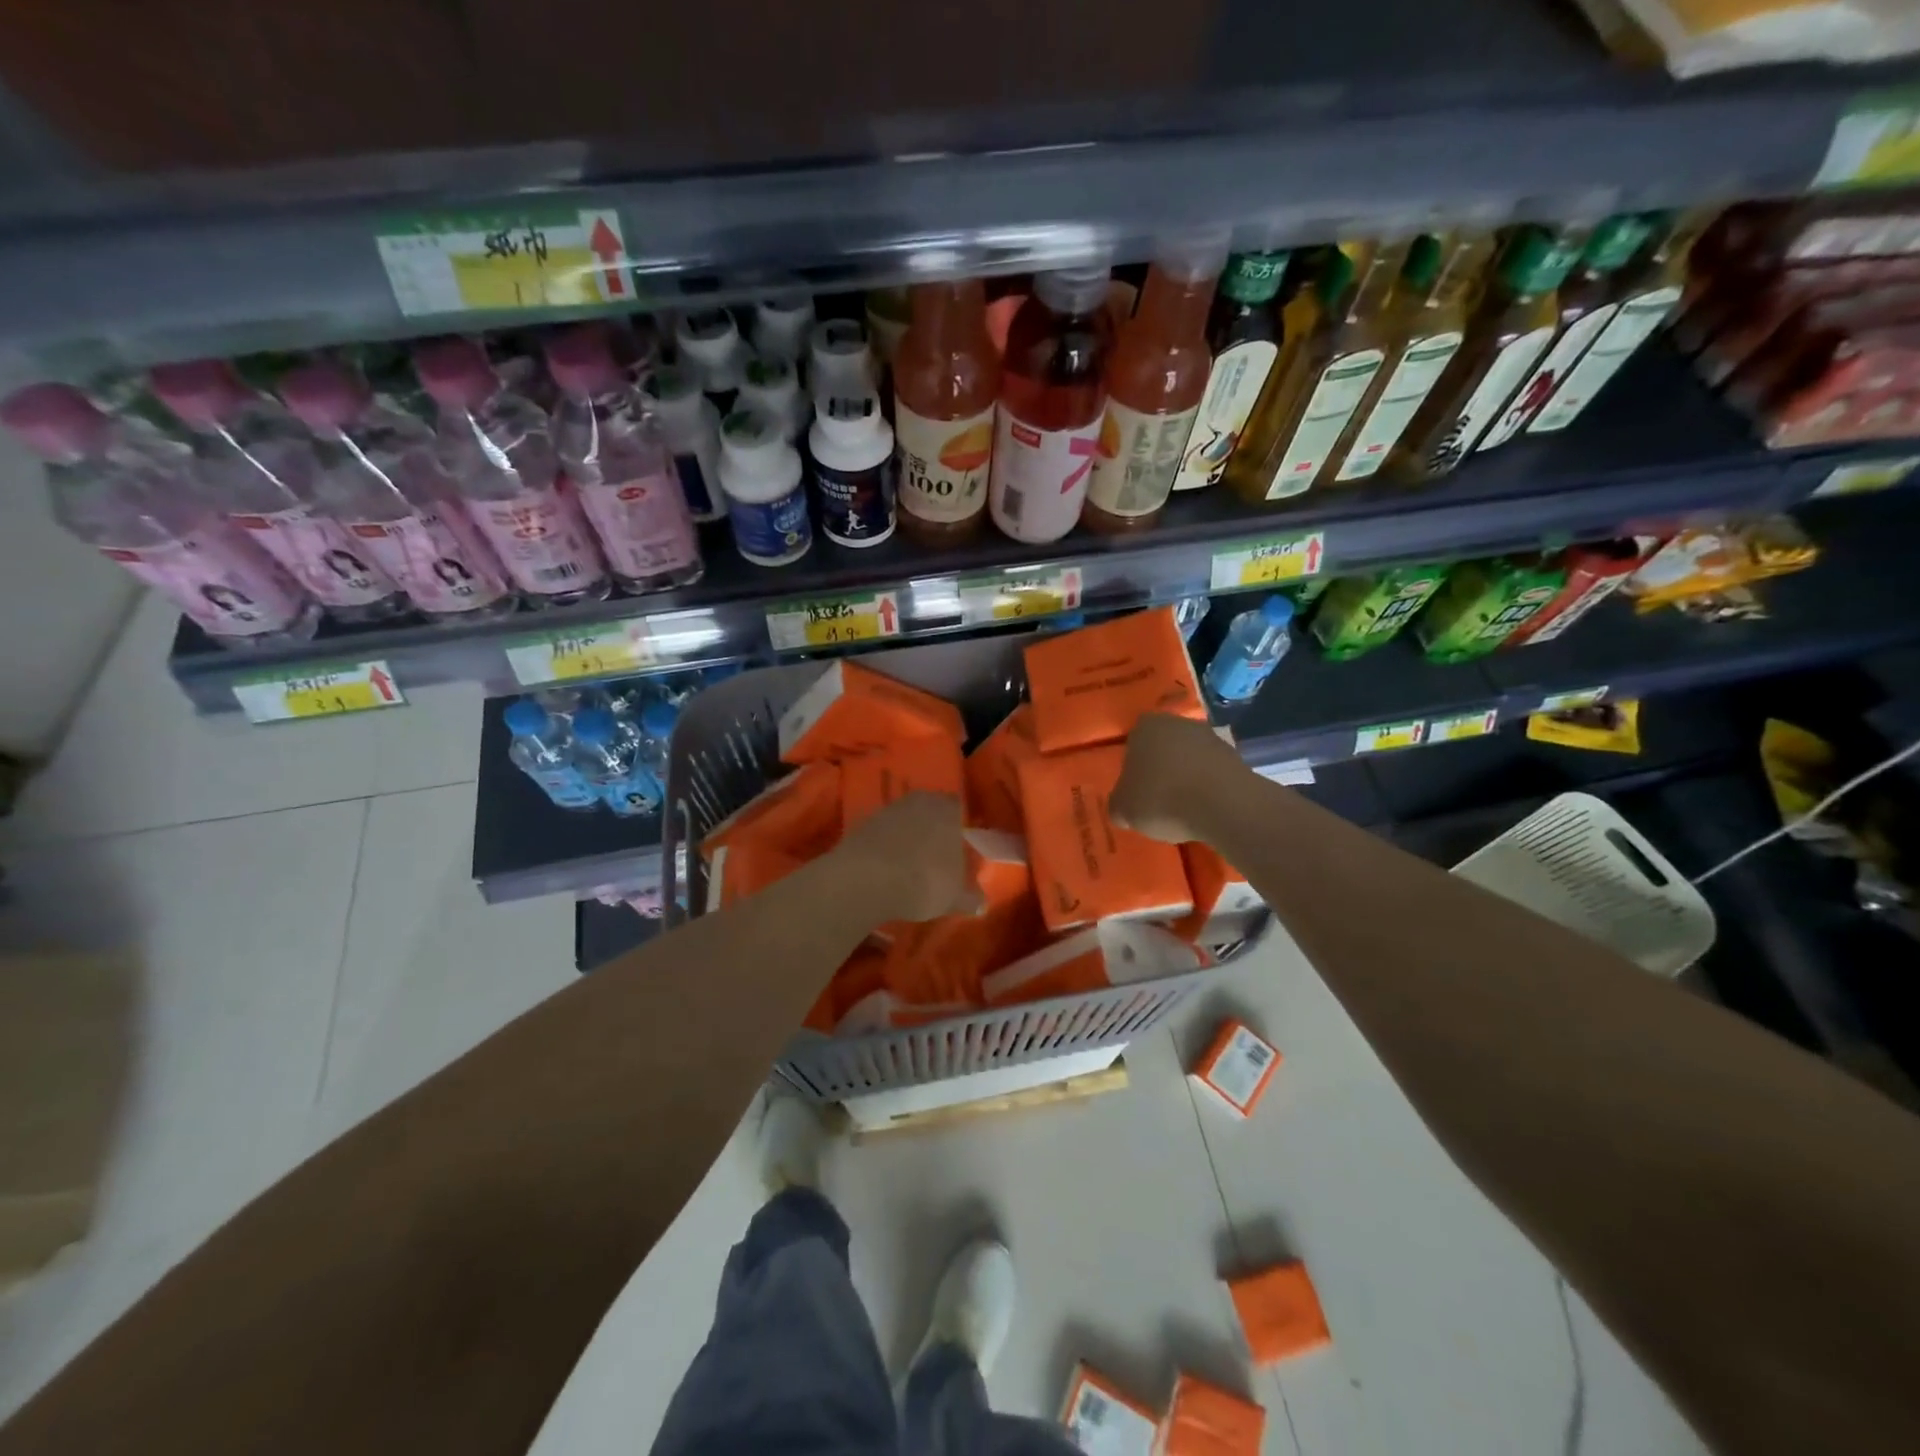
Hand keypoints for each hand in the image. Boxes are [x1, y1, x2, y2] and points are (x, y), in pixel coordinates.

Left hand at [829, 791, 975, 922]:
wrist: (866, 880)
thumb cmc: (923, 881)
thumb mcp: (954, 897)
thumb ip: (970, 898)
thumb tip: (981, 904)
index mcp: (947, 809)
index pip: (958, 807)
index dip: (959, 824)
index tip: (960, 844)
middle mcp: (919, 801)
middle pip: (930, 810)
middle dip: (933, 828)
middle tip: (936, 854)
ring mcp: (887, 810)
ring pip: (905, 819)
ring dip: (907, 836)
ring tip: (909, 864)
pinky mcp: (862, 824)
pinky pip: (882, 833)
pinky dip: (885, 846)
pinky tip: (886, 868)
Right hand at [1110, 713, 1248, 843]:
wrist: (1224, 806)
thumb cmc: (1162, 798)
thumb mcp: (1123, 809)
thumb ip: (1119, 804)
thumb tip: (1123, 808)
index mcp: (1146, 726)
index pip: (1133, 741)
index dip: (1132, 766)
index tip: (1134, 789)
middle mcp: (1179, 723)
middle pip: (1164, 747)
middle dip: (1160, 769)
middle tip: (1155, 799)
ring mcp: (1212, 738)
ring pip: (1190, 759)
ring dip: (1186, 778)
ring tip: (1182, 809)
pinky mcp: (1237, 758)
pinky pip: (1212, 774)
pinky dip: (1207, 788)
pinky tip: (1204, 811)